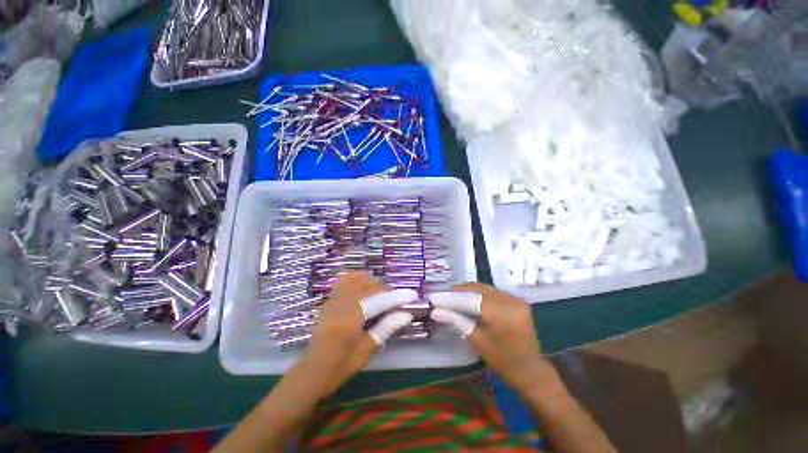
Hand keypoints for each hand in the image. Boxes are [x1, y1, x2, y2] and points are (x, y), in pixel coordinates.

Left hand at [297, 272, 417, 397]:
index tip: (412, 295)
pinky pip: (344, 280)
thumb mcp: (366, 351)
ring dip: (373, 283)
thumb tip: (406, 314)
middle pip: (370, 286)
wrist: (312, 371)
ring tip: (381, 294)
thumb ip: (385, 328)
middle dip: (387, 290)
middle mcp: (342, 302)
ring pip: (358, 279)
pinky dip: (357, 278)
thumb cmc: (341, 366)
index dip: (397, 296)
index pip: (379, 300)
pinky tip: (364, 284)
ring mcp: (333, 299)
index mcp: (351, 318)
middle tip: (397, 300)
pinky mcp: (329, 299)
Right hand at [428, 283, 546, 394]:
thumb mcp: (478, 342)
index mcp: (503, 314)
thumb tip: (436, 311)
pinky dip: (476, 293)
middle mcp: (510, 300)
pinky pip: (490, 291)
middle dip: (457, 292)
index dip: (451, 297)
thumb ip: (457, 321)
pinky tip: (467, 300)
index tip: (435, 298)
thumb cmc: (504, 362)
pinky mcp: (515, 299)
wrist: (531, 370)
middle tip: (441, 298)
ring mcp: (514, 298)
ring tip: (451, 298)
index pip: (471, 298)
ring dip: (466, 291)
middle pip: (477, 289)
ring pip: (483, 287)